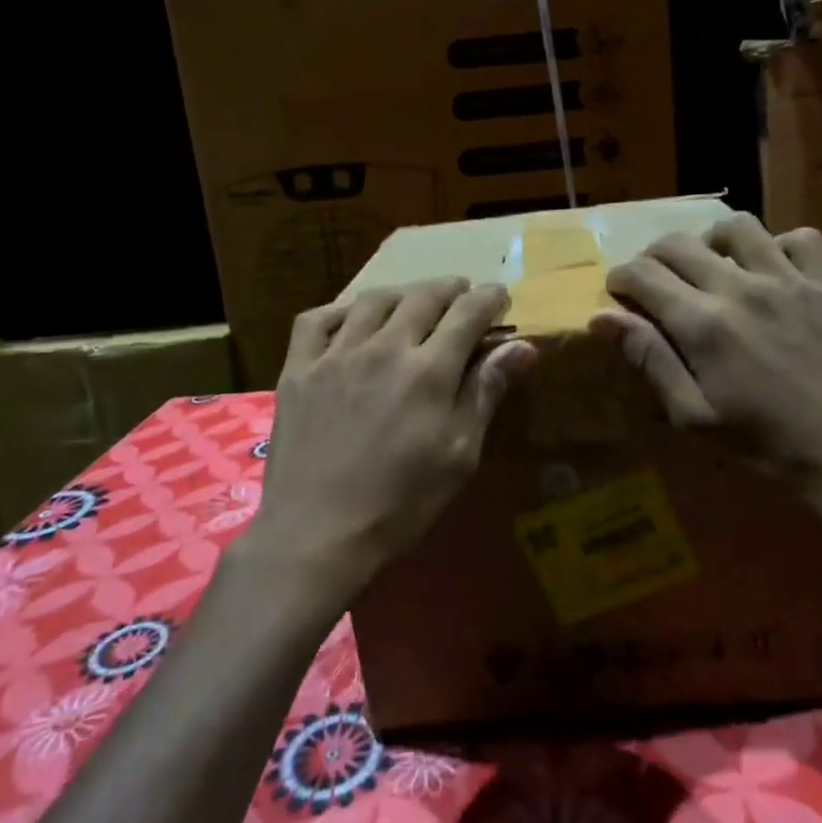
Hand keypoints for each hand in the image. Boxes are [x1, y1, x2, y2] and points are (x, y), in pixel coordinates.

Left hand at [236, 279, 538, 602]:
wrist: (316, 534)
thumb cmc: (401, 503)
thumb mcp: (459, 454)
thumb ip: (486, 392)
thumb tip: (523, 346)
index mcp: (429, 369)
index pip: (468, 312)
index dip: (489, 298)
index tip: (499, 297)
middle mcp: (384, 347)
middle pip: (423, 297)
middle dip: (451, 289)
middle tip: (462, 294)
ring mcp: (335, 354)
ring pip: (373, 300)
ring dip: (402, 293)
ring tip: (413, 302)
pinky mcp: (298, 368)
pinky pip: (317, 319)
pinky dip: (340, 310)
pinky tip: (351, 320)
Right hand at [588, 212, 821, 549]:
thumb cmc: (765, 444)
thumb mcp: (694, 417)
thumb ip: (650, 360)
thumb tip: (602, 318)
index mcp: (703, 324)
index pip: (643, 273)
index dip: (621, 278)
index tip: (620, 292)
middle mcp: (741, 288)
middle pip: (678, 243)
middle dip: (653, 257)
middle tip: (656, 282)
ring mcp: (789, 280)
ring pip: (736, 226)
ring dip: (711, 241)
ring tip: (712, 266)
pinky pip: (799, 238)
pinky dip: (777, 247)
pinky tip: (771, 272)